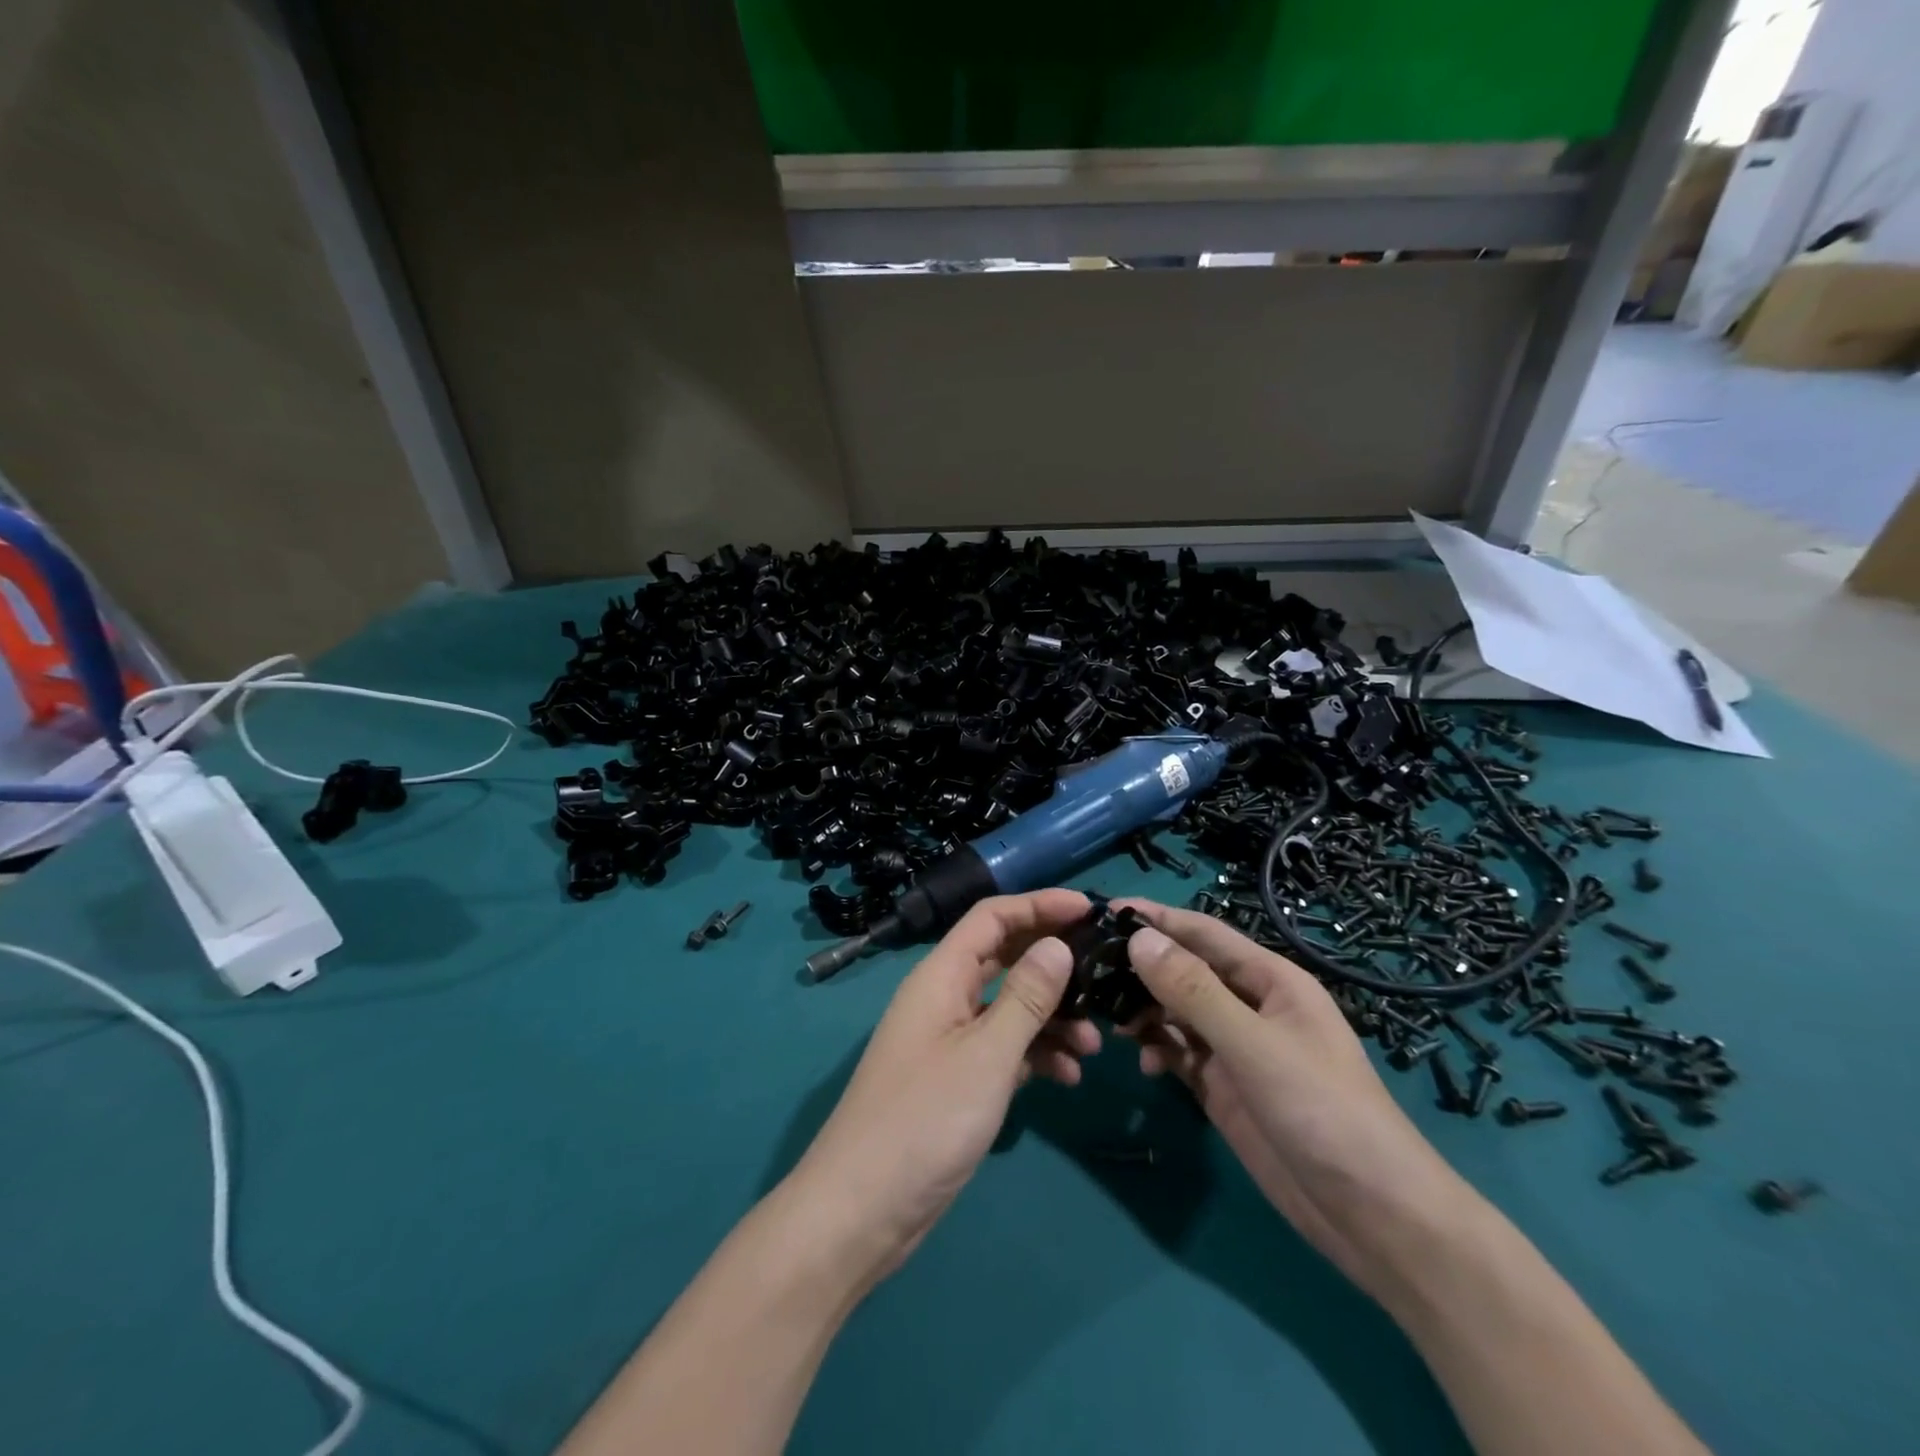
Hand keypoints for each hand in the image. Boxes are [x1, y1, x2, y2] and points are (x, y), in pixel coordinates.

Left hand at [786, 889, 1097, 1289]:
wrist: (862, 1210)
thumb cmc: (925, 1121)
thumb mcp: (986, 1055)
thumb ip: (1026, 997)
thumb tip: (1058, 943)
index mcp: (941, 975)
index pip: (992, 917)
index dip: (1039, 905)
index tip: (1089, 909)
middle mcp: (944, 996)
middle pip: (1004, 957)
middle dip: (1053, 963)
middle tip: (1103, 973)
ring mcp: (949, 1039)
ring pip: (1009, 1006)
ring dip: (1051, 1017)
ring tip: (1095, 1045)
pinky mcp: (956, 1078)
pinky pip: (1003, 1048)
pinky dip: (1035, 1054)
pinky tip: (1068, 1077)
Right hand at [1114, 899, 1479, 1302]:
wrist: (1373, 1217)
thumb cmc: (1323, 1112)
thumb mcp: (1254, 1046)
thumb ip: (1194, 992)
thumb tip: (1138, 938)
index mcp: (1270, 980)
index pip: (1202, 933)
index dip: (1156, 918)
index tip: (1102, 911)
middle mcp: (1249, 1005)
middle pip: (1184, 971)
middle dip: (1141, 968)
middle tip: (1088, 971)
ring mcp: (1236, 1048)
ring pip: (1176, 1012)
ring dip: (1143, 1012)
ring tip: (1107, 1021)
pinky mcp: (1224, 1088)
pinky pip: (1179, 1053)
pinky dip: (1156, 1051)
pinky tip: (1140, 1063)